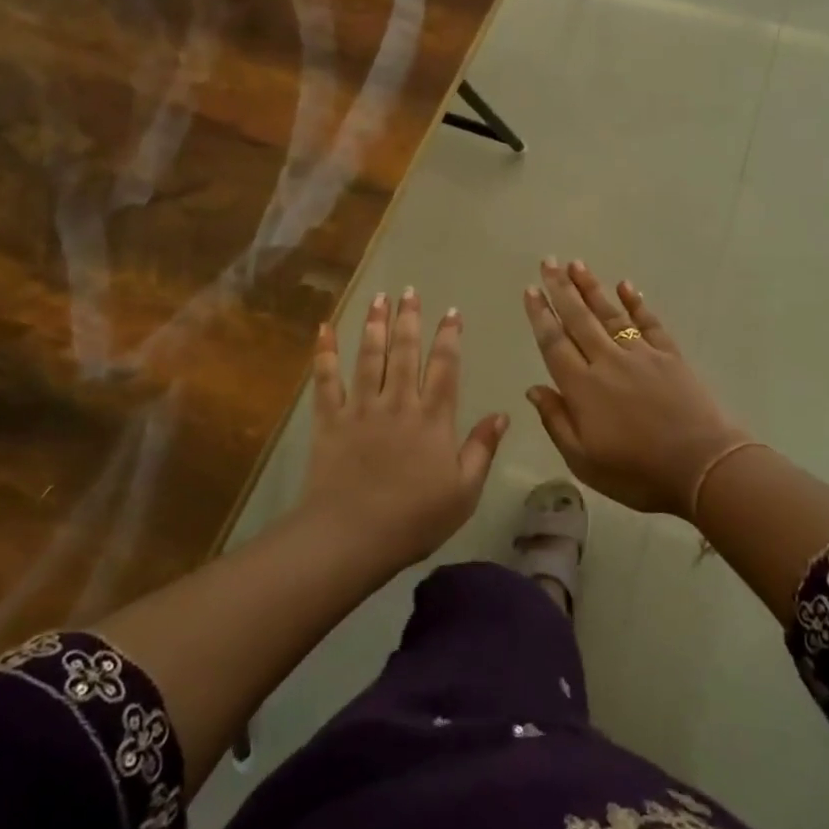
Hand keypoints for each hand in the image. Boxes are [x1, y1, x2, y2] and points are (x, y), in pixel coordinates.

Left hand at [298, 289, 508, 569]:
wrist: (352, 536)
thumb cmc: (414, 519)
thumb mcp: (464, 492)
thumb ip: (482, 449)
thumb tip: (503, 414)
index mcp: (433, 418)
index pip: (446, 367)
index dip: (449, 337)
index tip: (451, 312)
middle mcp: (398, 402)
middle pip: (405, 351)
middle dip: (409, 319)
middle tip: (409, 291)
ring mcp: (361, 408)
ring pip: (369, 357)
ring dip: (374, 325)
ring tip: (378, 298)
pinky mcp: (330, 420)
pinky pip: (326, 380)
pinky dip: (324, 353)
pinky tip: (324, 329)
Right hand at [523, 259, 751, 519]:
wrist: (702, 467)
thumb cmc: (637, 472)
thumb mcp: (584, 460)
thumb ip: (556, 421)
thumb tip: (533, 388)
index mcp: (582, 387)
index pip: (554, 343)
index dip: (540, 315)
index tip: (530, 290)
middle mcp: (607, 361)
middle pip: (578, 319)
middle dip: (560, 289)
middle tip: (548, 262)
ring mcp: (641, 354)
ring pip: (609, 313)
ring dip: (591, 287)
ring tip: (576, 264)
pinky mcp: (670, 355)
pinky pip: (649, 321)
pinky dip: (636, 302)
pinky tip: (626, 286)